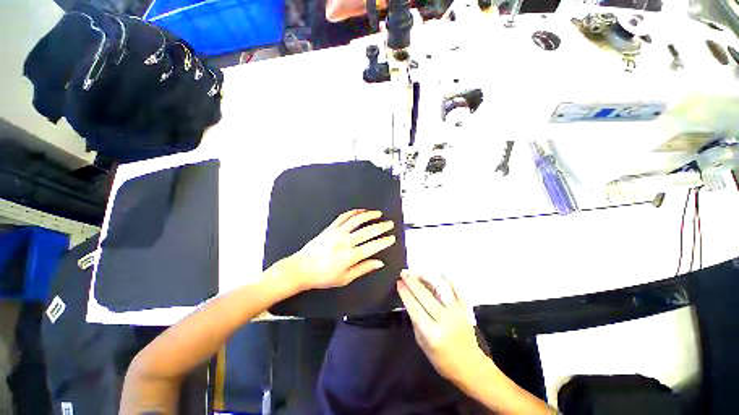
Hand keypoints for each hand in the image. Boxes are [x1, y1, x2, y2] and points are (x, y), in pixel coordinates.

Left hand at [278, 209, 395, 291]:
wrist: (301, 268)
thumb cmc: (323, 276)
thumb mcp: (345, 278)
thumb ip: (363, 268)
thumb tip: (379, 263)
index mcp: (350, 256)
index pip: (372, 246)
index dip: (384, 241)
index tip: (392, 238)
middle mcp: (345, 241)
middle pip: (367, 231)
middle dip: (381, 226)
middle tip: (390, 223)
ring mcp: (337, 232)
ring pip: (357, 220)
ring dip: (369, 215)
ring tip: (378, 214)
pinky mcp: (330, 228)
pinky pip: (343, 217)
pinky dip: (353, 212)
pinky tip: (360, 211)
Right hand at [397, 271, 486, 381]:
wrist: (469, 365)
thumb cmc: (442, 359)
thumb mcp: (422, 344)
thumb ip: (415, 321)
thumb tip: (409, 300)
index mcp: (432, 333)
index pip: (414, 307)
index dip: (405, 293)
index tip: (398, 282)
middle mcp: (445, 320)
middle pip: (425, 295)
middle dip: (412, 281)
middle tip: (403, 273)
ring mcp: (457, 312)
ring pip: (441, 287)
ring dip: (428, 277)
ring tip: (418, 272)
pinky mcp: (465, 308)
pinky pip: (458, 288)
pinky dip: (448, 278)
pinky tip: (439, 273)